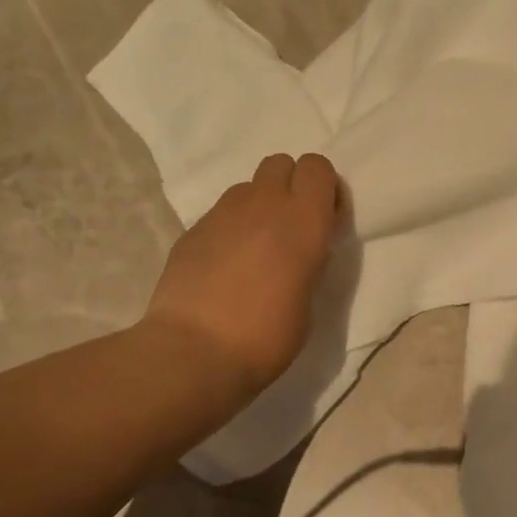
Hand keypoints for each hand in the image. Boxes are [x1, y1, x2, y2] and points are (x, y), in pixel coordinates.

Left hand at [144, 153, 342, 396]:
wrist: (195, 352)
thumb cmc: (267, 337)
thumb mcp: (309, 302)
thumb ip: (308, 263)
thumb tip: (299, 252)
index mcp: (303, 222)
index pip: (317, 167)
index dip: (323, 188)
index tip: (324, 220)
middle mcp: (263, 205)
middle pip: (281, 163)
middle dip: (290, 186)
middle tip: (291, 228)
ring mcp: (222, 214)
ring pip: (248, 187)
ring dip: (259, 206)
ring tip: (256, 248)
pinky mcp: (192, 230)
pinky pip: (220, 214)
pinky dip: (230, 229)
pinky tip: (224, 266)